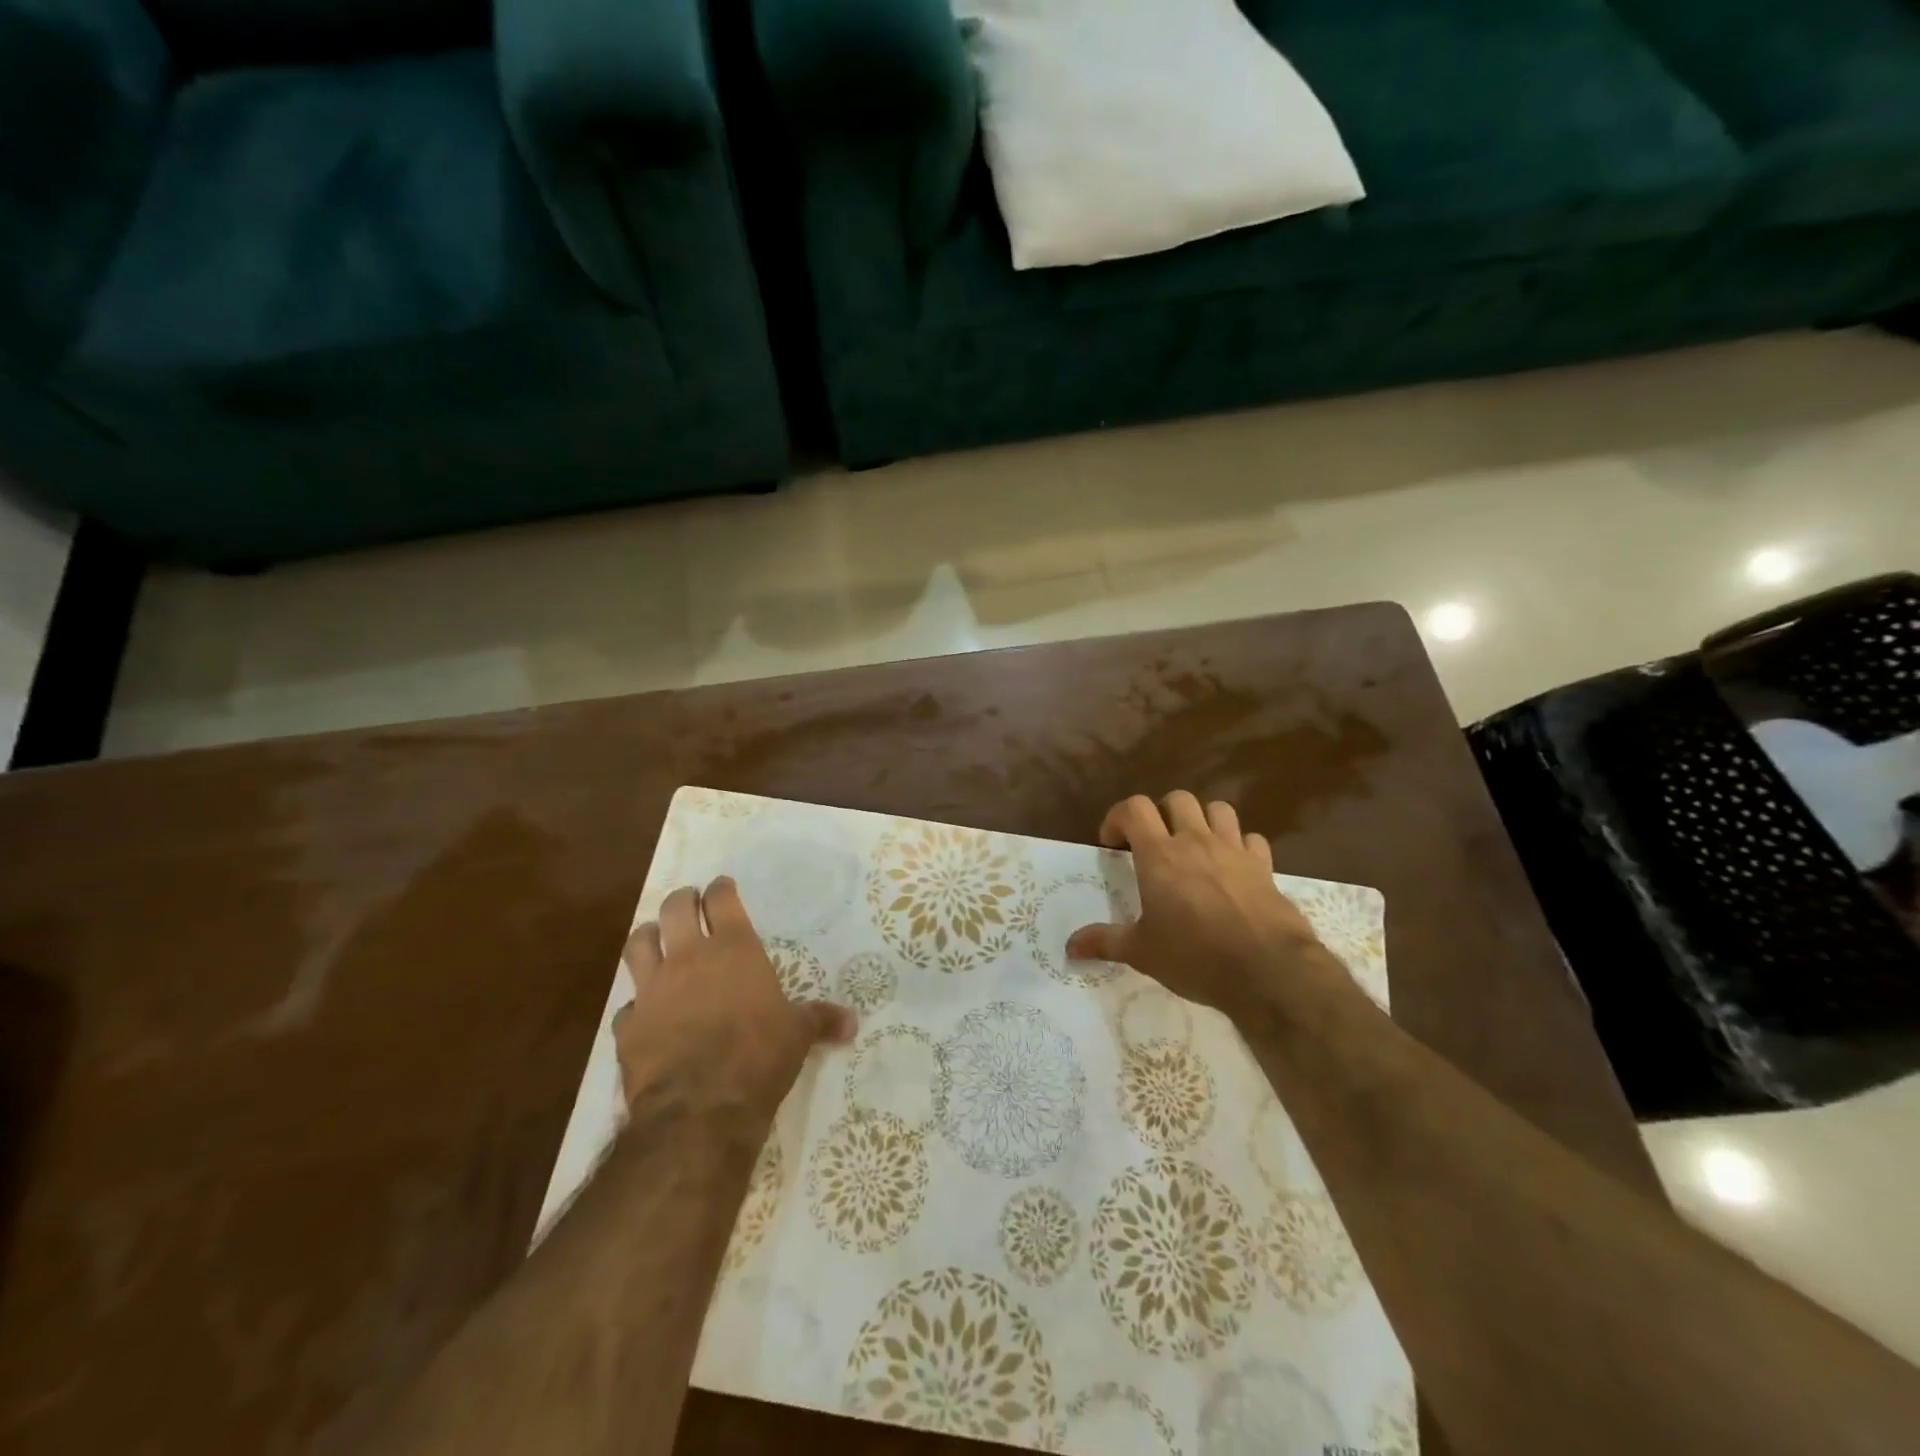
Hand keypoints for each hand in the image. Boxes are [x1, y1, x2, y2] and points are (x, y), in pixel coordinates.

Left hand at [615, 877, 856, 1134]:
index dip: (721, 889)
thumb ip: (820, 1020)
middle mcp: (689, 958)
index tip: (723, 886)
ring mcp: (653, 989)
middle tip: (689, 903)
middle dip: (682, 900)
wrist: (700, 1108)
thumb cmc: (758, 1057)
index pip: (722, 900)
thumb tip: (852, 1022)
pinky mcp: (628, 1025)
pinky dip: (636, 1003)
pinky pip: (627, 1004)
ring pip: (639, 943)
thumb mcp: (798, 1035)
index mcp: (734, 949)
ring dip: (648, 936)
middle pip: (675, 909)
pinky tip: (644, 1012)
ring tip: (655, 938)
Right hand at [1066, 792, 1349, 1023]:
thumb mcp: (1142, 953)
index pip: (1134, 808)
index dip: (1118, 818)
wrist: (1267, 970)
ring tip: (1195, 846)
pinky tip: (1233, 867)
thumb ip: (1105, 942)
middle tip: (1155, 843)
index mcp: (1159, 855)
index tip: (1113, 844)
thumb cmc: (1195, 957)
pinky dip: (1239, 846)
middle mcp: (1195, 841)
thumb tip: (1070, 946)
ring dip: (1203, 820)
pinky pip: (1251, 839)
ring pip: (1218, 809)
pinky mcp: (1264, 866)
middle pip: (1177, 799)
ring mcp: (1233, 850)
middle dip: (1162, 813)